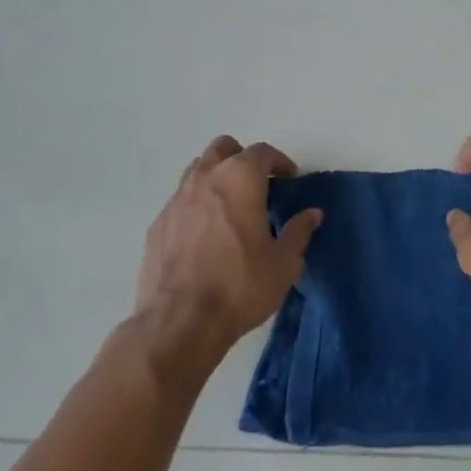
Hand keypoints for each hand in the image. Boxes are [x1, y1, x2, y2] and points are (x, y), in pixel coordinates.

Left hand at [136, 136, 322, 351]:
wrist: (180, 322)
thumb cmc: (240, 286)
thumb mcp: (284, 263)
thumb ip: (299, 232)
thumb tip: (312, 214)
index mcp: (240, 179)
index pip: (262, 152)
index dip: (279, 162)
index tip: (289, 179)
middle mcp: (205, 178)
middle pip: (224, 148)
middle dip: (242, 159)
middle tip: (257, 185)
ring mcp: (176, 199)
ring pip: (197, 169)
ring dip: (216, 177)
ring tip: (230, 206)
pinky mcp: (158, 224)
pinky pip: (181, 200)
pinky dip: (196, 204)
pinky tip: (205, 234)